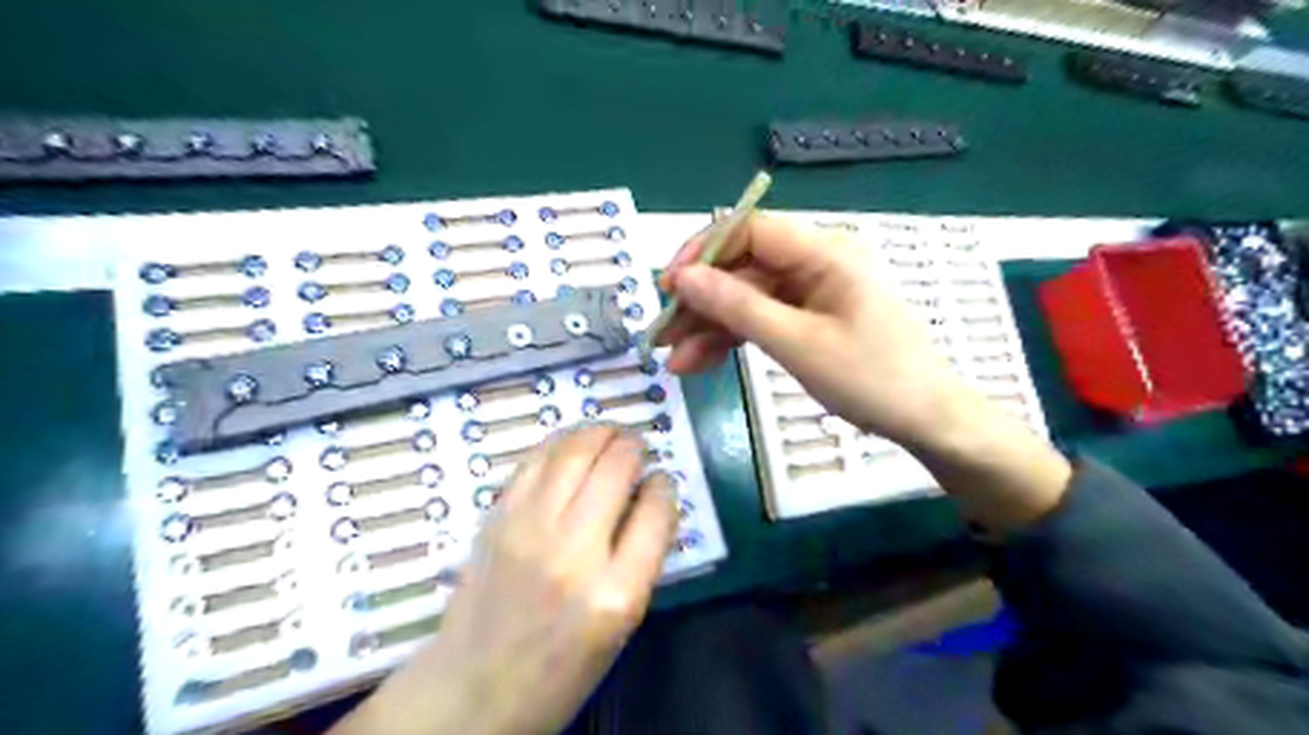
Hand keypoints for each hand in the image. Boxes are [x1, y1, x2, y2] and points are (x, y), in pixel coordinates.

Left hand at [334, 424, 678, 734]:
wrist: (474, 689)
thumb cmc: (560, 669)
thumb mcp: (621, 626)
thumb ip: (641, 558)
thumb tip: (651, 497)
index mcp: (615, 593)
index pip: (657, 511)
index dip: (665, 485)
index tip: (662, 481)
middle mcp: (573, 553)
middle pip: (615, 467)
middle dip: (634, 445)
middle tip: (638, 444)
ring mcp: (528, 529)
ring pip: (574, 451)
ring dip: (599, 431)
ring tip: (610, 432)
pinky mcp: (497, 519)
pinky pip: (535, 460)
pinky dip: (560, 441)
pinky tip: (572, 444)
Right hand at [660, 214, 975, 446]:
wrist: (925, 420)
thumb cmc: (871, 377)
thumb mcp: (797, 343)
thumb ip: (737, 307)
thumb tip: (683, 278)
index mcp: (823, 252)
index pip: (750, 230)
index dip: (703, 252)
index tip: (669, 286)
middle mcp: (815, 263)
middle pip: (743, 269)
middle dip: (701, 302)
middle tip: (663, 335)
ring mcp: (812, 292)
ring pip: (747, 299)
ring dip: (710, 327)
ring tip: (676, 362)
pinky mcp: (810, 319)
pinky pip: (762, 320)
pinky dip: (733, 340)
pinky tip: (702, 363)